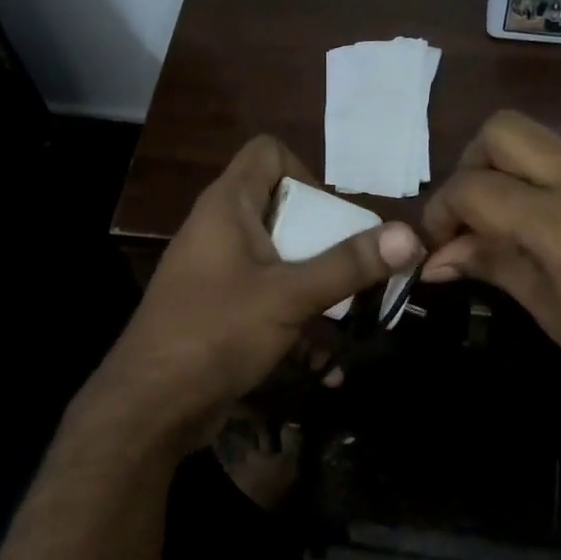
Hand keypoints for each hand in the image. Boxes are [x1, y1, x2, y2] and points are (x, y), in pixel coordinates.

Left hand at [94, 136, 421, 442]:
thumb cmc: (216, 332)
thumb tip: (410, 235)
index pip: (268, 153)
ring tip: (356, 319)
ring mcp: (218, 276)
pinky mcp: (220, 315)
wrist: (151, 406)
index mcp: (227, 207)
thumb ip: (348, 265)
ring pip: (280, 265)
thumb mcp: (289, 295)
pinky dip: (297, 326)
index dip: (306, 173)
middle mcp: (220, 232)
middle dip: (327, 242)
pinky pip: (268, 305)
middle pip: (283, 212)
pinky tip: (326, 367)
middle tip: (358, 271)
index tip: (332, 218)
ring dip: (319, 291)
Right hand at [421, 111, 560, 441]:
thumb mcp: (549, 312)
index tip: (441, 241)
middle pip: (507, 129)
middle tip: (478, 213)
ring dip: (529, 178)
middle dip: (475, 164)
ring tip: (536, 231)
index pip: (473, 187)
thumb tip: (436, 258)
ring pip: (559, 146)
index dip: (441, 211)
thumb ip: (492, 266)